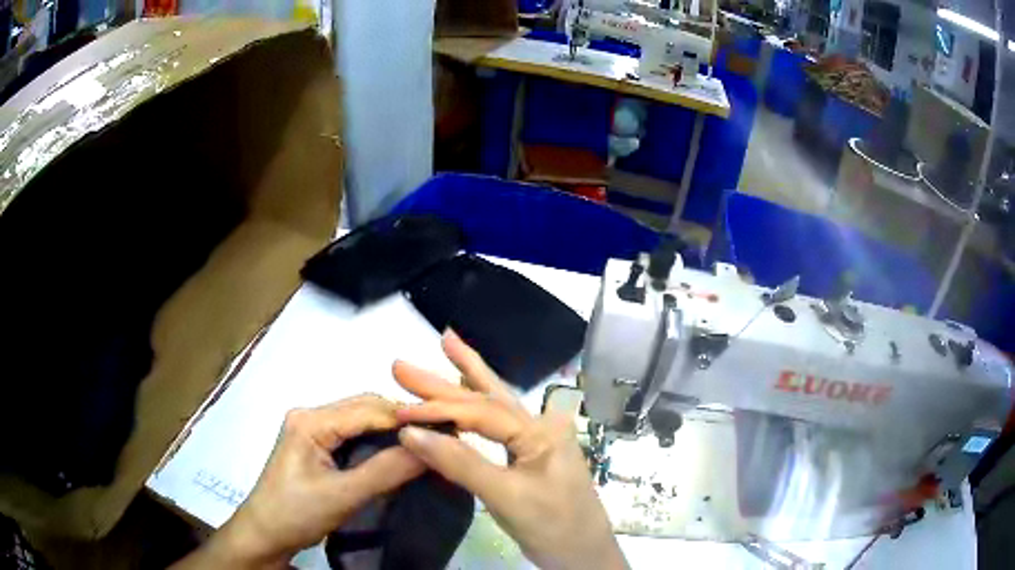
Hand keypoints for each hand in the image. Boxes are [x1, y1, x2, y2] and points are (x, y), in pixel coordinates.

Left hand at [172, 396, 424, 568]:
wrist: (264, 534)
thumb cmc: (296, 513)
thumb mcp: (343, 496)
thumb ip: (385, 471)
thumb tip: (430, 448)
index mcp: (311, 421)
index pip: (368, 408)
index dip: (407, 417)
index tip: (446, 429)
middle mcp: (309, 415)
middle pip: (364, 408)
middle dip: (401, 421)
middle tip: (438, 438)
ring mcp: (310, 429)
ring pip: (359, 420)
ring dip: (389, 430)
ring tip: (422, 445)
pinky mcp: (313, 444)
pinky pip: (351, 434)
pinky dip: (376, 441)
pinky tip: (395, 453)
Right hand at [394, 331, 626, 569]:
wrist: (584, 555)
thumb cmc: (553, 526)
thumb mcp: (506, 497)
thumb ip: (460, 463)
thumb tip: (410, 432)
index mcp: (540, 431)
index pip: (480, 411)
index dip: (437, 410)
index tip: (399, 411)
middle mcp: (541, 426)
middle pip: (486, 397)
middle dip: (445, 378)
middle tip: (403, 365)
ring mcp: (537, 440)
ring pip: (495, 405)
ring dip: (465, 379)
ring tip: (446, 344)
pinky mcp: (530, 456)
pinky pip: (498, 426)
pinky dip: (477, 407)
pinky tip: (468, 388)